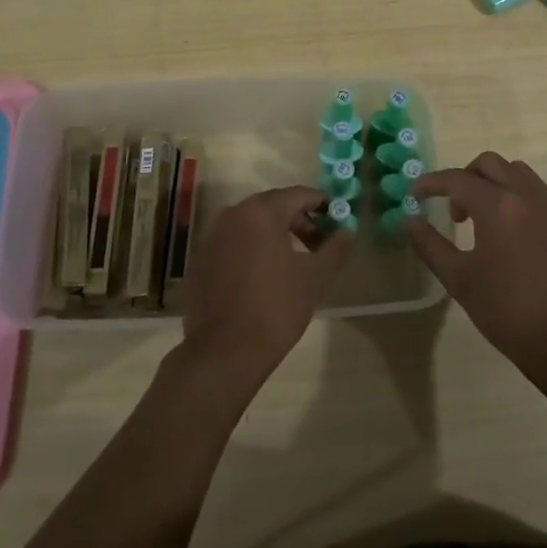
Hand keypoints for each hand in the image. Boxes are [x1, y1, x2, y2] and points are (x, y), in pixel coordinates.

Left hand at [180, 185, 350, 387]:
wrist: (223, 352)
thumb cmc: (276, 307)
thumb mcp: (315, 277)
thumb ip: (335, 248)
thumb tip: (347, 231)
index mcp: (261, 211)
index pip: (297, 195)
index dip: (320, 203)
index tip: (336, 217)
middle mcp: (232, 214)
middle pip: (272, 207)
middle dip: (298, 221)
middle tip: (318, 244)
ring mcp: (211, 238)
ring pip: (250, 226)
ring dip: (274, 236)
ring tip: (293, 262)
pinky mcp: (199, 262)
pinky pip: (232, 245)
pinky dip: (250, 251)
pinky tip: (262, 278)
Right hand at [409, 153, 546, 382]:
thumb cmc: (507, 312)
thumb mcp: (459, 280)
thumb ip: (430, 245)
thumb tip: (410, 221)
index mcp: (498, 206)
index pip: (457, 179)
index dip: (431, 183)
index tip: (416, 194)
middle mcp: (529, 197)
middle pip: (491, 164)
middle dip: (466, 178)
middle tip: (457, 211)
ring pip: (522, 175)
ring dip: (498, 185)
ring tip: (488, 221)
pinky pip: (544, 202)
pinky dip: (523, 208)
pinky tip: (520, 243)